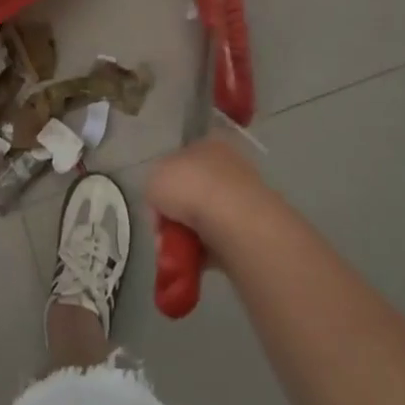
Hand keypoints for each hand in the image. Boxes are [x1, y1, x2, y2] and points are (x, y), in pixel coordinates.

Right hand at [146, 134, 277, 265]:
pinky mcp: (249, 228)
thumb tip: (163, 203)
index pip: (180, 161)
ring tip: (176, 251)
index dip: (164, 185)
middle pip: (192, 192)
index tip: (156, 207)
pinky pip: (218, 241)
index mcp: (206, 145)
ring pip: (204, 219)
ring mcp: (241, 197)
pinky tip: (192, 260)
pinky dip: (203, 252)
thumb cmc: (190, 188)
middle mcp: (226, 166)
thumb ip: (154, 187)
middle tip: (163, 233)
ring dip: (188, 236)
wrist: (232, 221)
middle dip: (175, 215)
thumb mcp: (154, 178)